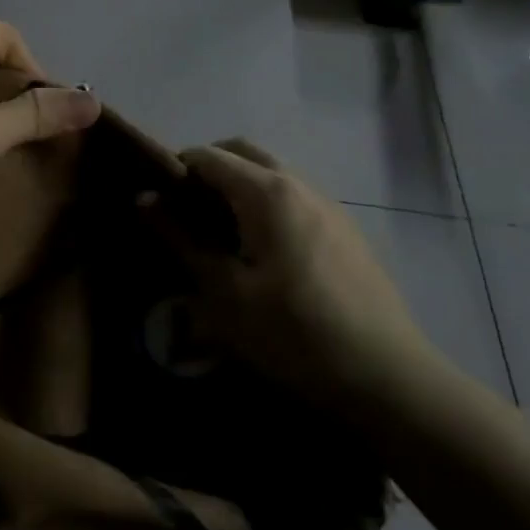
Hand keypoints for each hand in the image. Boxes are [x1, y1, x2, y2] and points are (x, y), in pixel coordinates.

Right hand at [173, 139, 435, 399]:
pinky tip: (260, 253)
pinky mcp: (346, 232)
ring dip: (239, 187)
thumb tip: (144, 199)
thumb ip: (181, 239)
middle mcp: (300, 185)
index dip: (175, 168)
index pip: (209, 156)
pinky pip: (295, 200)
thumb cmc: (292, 333)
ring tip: (218, 233)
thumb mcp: (223, 292)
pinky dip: (266, 206)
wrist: (385, 376)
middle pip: (244, 153)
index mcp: (267, 192)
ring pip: (273, 175)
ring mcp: (329, 207)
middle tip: (183, 209)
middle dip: (208, 168)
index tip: (154, 198)